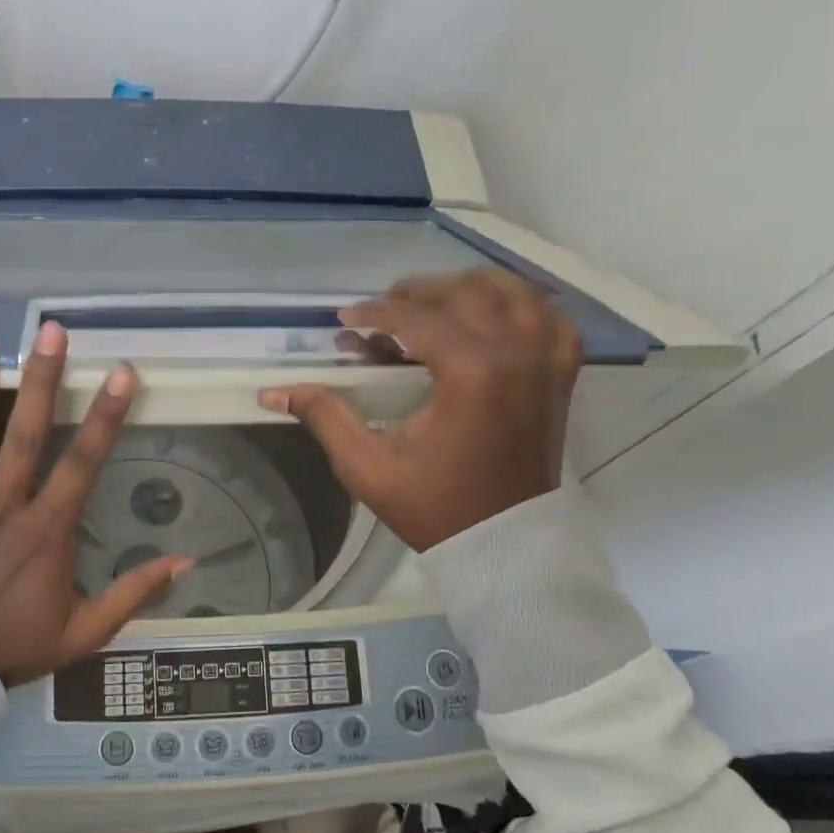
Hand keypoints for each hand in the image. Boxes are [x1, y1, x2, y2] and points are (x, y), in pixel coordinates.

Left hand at [0, 323, 190, 686]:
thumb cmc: (16, 645)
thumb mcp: (86, 632)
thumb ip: (134, 594)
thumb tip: (185, 562)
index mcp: (46, 530)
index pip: (82, 462)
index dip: (105, 416)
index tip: (122, 374)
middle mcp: (5, 505)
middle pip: (24, 433)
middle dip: (40, 379)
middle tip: (49, 331)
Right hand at [258, 271, 581, 551]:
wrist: (502, 543)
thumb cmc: (433, 507)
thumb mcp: (367, 467)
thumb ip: (326, 417)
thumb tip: (274, 392)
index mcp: (470, 375)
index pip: (417, 318)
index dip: (375, 312)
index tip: (345, 319)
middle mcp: (515, 356)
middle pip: (465, 294)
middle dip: (417, 292)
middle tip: (383, 308)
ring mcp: (545, 364)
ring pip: (515, 293)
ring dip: (471, 288)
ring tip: (435, 302)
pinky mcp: (559, 378)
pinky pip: (553, 320)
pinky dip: (526, 307)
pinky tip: (497, 315)